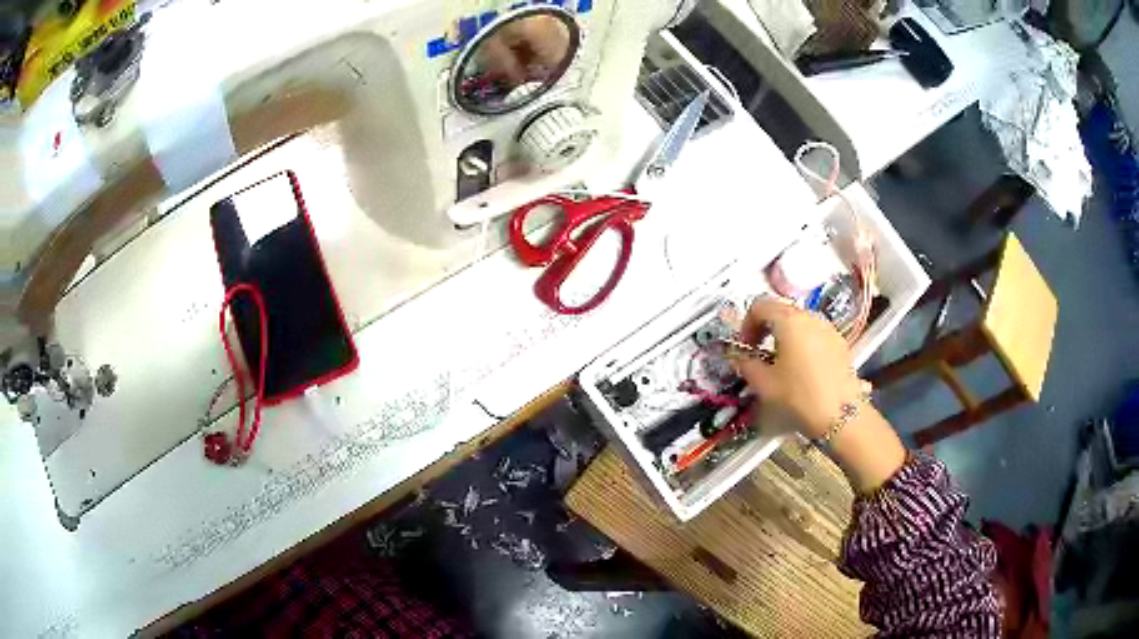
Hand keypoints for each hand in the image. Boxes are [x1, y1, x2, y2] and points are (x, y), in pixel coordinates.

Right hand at [733, 298, 866, 438]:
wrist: (840, 416)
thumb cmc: (799, 396)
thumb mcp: (764, 383)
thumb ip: (746, 364)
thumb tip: (740, 358)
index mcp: (789, 320)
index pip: (760, 306)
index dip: (746, 324)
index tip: (744, 347)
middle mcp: (810, 317)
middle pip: (781, 311)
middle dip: (766, 329)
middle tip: (758, 353)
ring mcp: (828, 329)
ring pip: (800, 323)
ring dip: (785, 336)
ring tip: (781, 363)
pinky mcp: (840, 344)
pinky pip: (815, 335)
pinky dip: (803, 344)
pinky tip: (802, 369)